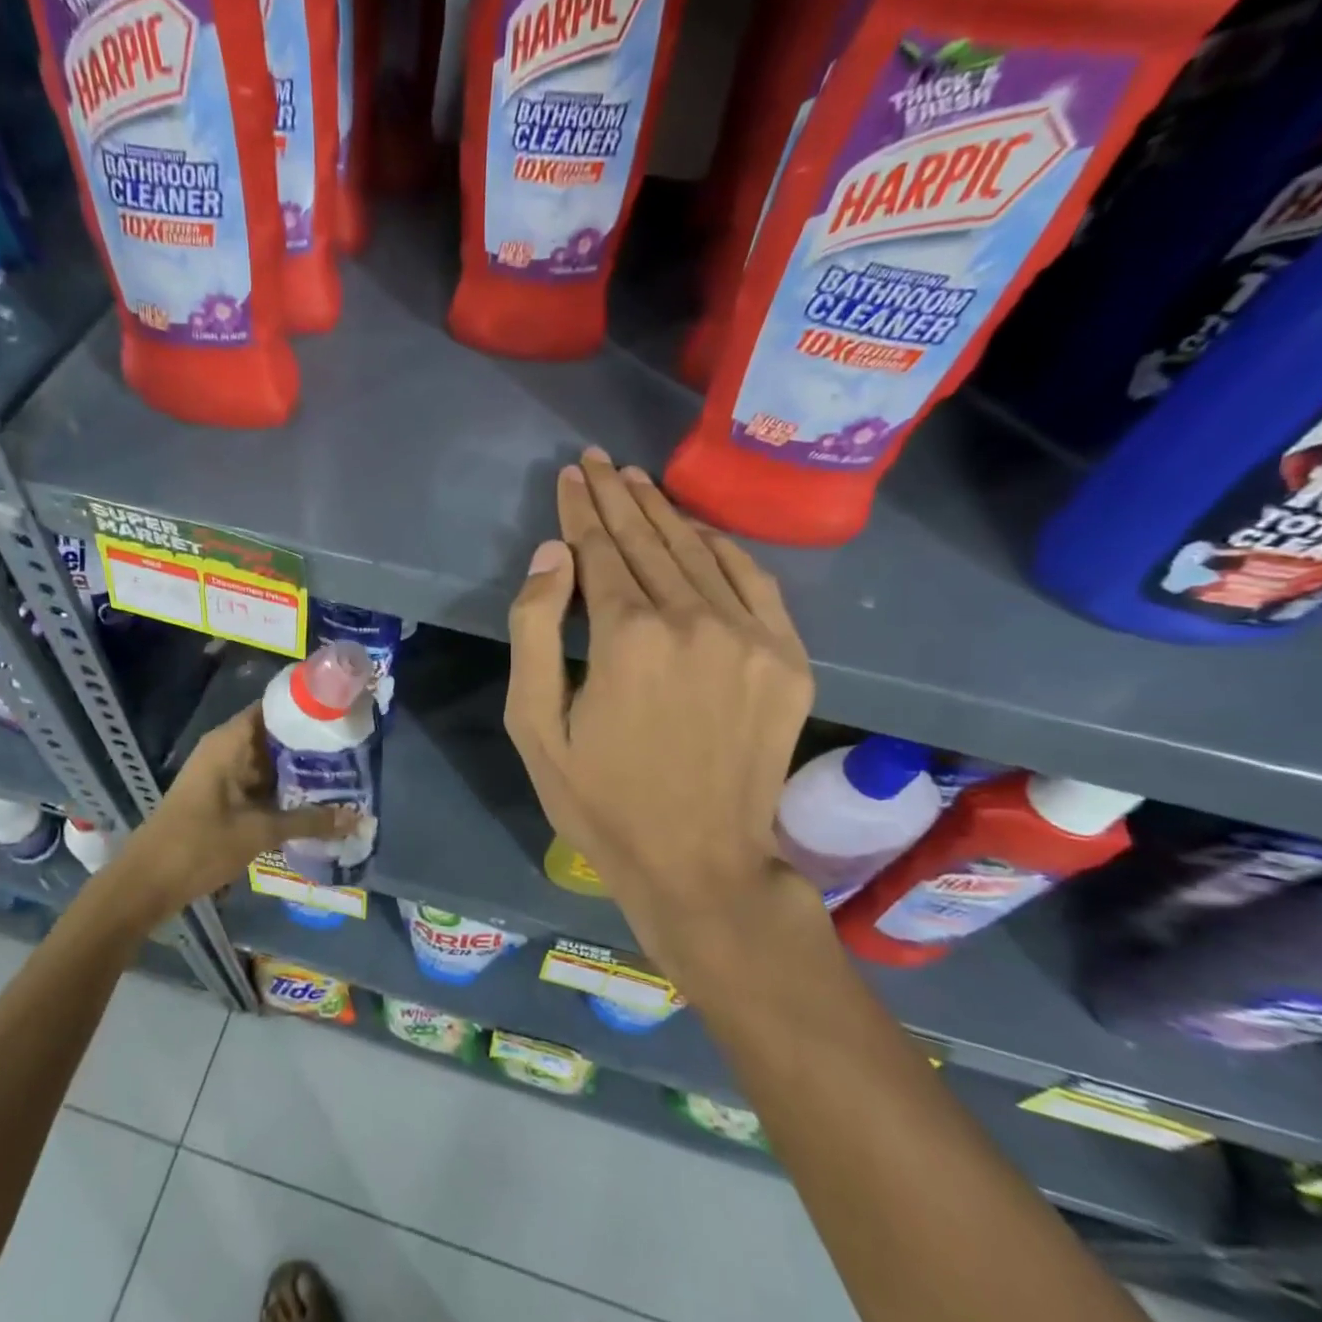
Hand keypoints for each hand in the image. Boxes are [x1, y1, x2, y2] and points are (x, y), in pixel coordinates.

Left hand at [115, 702, 359, 916]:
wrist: (146, 883)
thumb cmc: (200, 845)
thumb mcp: (260, 832)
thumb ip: (310, 822)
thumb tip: (358, 818)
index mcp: (230, 741)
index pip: (275, 706)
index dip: (308, 705)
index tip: (343, 710)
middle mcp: (227, 749)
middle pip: (276, 734)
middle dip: (312, 742)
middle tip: (355, 747)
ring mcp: (223, 773)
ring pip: (270, 762)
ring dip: (300, 769)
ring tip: (345, 772)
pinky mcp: (223, 797)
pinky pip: (260, 783)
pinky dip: (284, 789)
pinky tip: (315, 800)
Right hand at [505, 448, 819, 988]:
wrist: (700, 863)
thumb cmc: (600, 800)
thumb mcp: (534, 725)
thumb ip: (535, 631)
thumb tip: (553, 555)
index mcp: (628, 637)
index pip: (599, 551)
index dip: (580, 509)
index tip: (571, 474)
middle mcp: (694, 621)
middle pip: (648, 540)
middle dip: (617, 495)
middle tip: (598, 458)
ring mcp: (751, 637)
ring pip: (698, 552)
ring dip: (664, 512)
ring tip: (638, 480)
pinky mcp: (787, 659)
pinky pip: (754, 581)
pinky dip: (722, 548)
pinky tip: (697, 530)